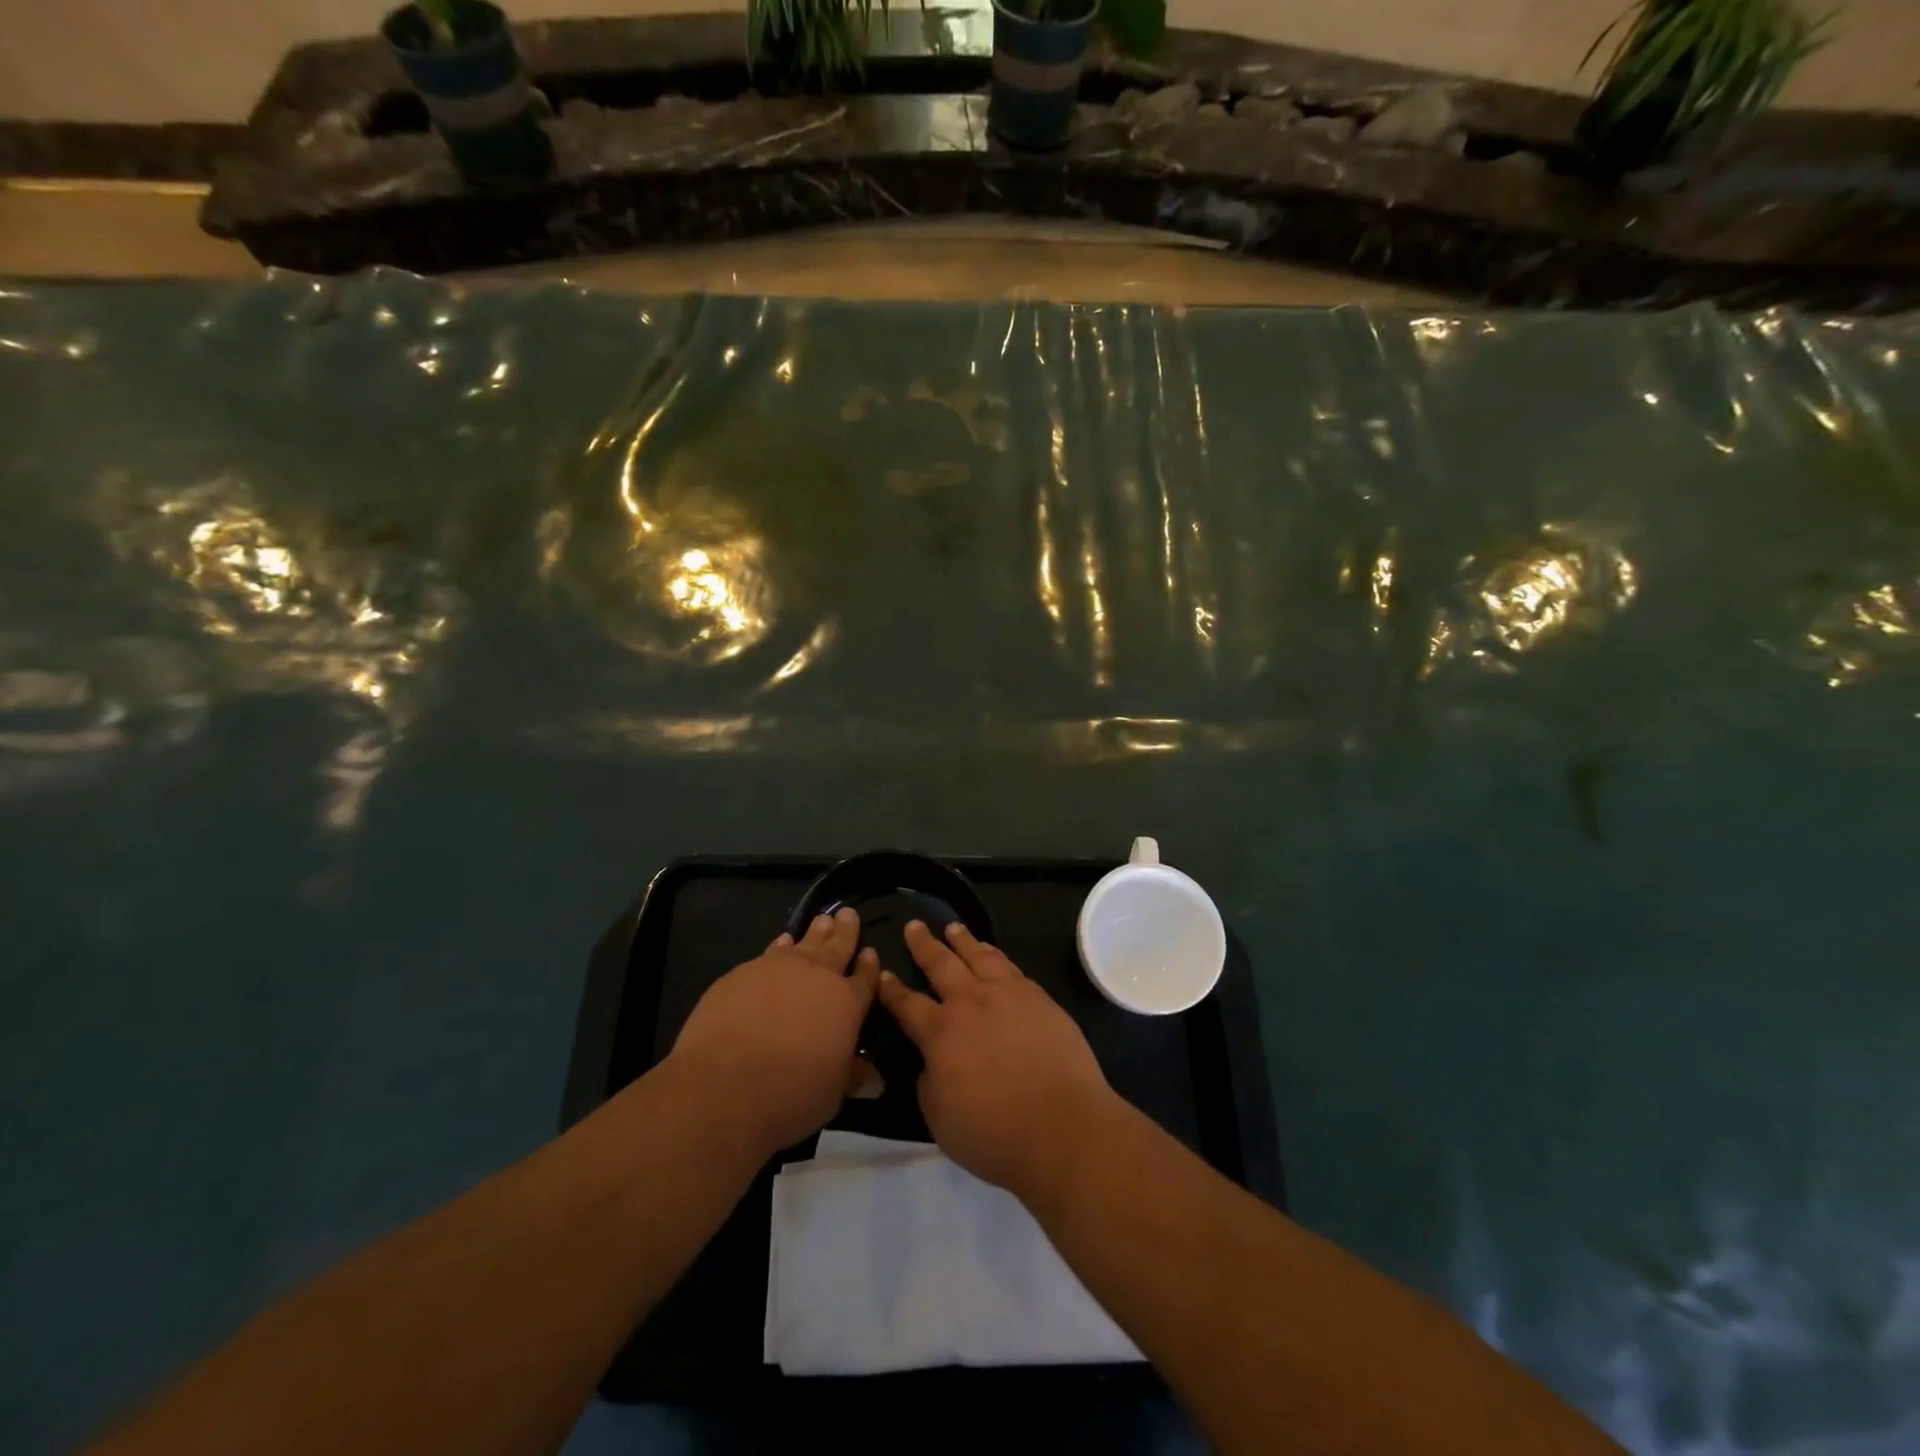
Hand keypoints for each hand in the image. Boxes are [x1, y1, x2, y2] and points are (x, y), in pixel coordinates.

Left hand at [669, 907, 881, 1158]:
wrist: (726, 1083)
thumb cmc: (791, 1093)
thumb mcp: (832, 1093)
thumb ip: (852, 1077)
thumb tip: (875, 1081)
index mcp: (847, 1003)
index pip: (864, 978)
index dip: (869, 965)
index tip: (870, 952)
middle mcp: (818, 976)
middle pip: (838, 946)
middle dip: (846, 930)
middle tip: (848, 914)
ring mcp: (780, 968)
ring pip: (805, 942)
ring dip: (816, 931)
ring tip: (822, 920)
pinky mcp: (745, 972)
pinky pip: (771, 952)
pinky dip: (781, 945)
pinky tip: (781, 942)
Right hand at [877, 920, 1119, 1200]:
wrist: (1063, 1126)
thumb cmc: (995, 1133)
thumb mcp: (940, 1119)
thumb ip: (929, 1083)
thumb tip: (931, 1062)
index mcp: (940, 1033)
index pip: (907, 1004)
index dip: (891, 989)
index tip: (881, 973)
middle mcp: (971, 1003)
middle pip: (941, 964)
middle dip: (924, 945)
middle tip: (914, 926)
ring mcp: (1008, 995)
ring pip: (979, 956)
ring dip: (963, 940)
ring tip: (953, 928)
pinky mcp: (1039, 998)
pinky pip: (1010, 966)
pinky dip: (995, 954)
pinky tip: (993, 954)